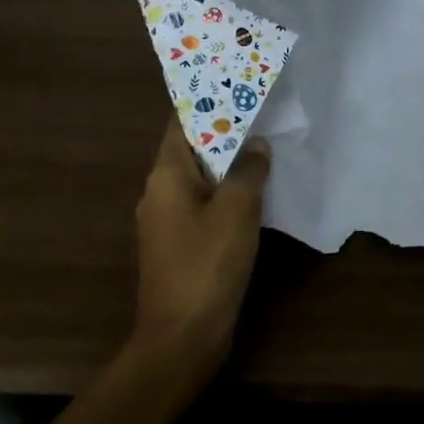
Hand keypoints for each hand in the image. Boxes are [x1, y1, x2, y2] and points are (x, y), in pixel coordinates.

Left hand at [128, 119, 271, 382]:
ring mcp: (168, 220)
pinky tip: (255, 191)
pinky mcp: (180, 244)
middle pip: (192, 148)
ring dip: (229, 162)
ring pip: (201, 177)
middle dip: (225, 130)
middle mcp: (159, 192)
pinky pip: (204, 203)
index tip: (236, 84)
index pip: (181, 123)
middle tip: (261, 111)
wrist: (182, 339)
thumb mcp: (237, 210)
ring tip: (264, 144)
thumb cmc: (207, 265)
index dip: (207, 101)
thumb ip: (249, 170)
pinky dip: (227, 191)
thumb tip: (256, 145)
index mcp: (165, 175)